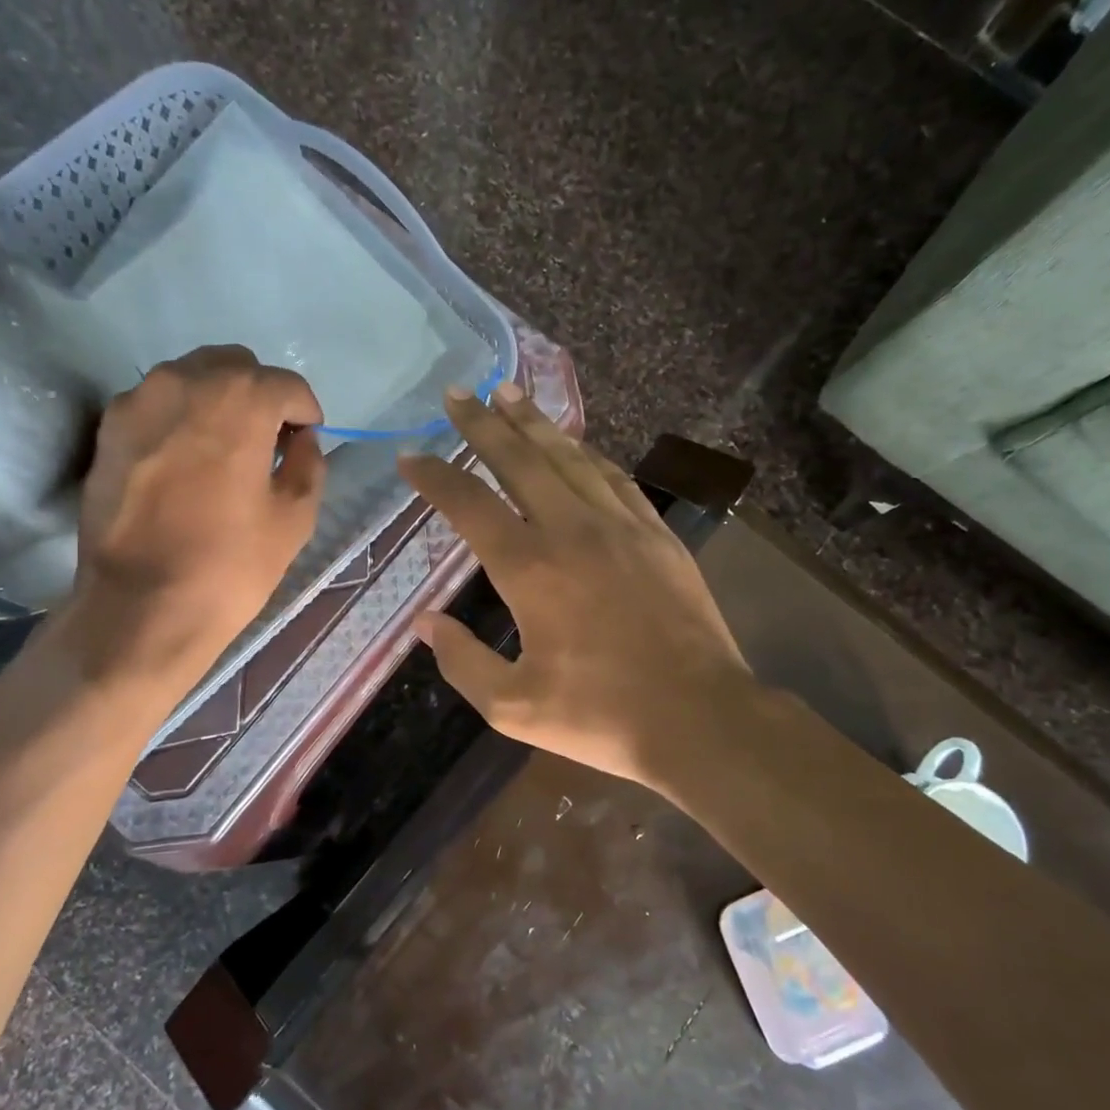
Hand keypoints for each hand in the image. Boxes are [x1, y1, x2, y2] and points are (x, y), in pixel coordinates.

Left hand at [65, 345, 324, 691]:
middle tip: (266, 441)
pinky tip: (184, 462)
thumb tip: (300, 440)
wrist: (140, 607)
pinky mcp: (108, 428)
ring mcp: (138, 400)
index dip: (304, 413)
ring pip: (191, 378)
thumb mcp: (296, 517)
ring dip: (217, 401)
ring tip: (223, 450)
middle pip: (235, 366)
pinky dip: (179, 418)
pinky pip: (156, 404)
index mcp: (240, 399)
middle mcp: (185, 381)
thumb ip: (308, 462)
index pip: (286, 385)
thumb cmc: (230, 565)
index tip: (305, 441)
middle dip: (258, 396)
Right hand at [398, 383, 765, 795]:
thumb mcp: (513, 706)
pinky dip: (587, 453)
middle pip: (519, 460)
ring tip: (509, 393)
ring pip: (569, 457)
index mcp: (530, 569)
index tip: (410, 455)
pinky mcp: (657, 534)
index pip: (469, 505)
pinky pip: (614, 477)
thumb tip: (426, 623)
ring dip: (534, 423)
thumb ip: (462, 662)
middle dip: (483, 423)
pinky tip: (574, 443)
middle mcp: (571, 530)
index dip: (435, 477)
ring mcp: (621, 526)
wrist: (699, 717)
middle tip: (459, 392)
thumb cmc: (600, 716)